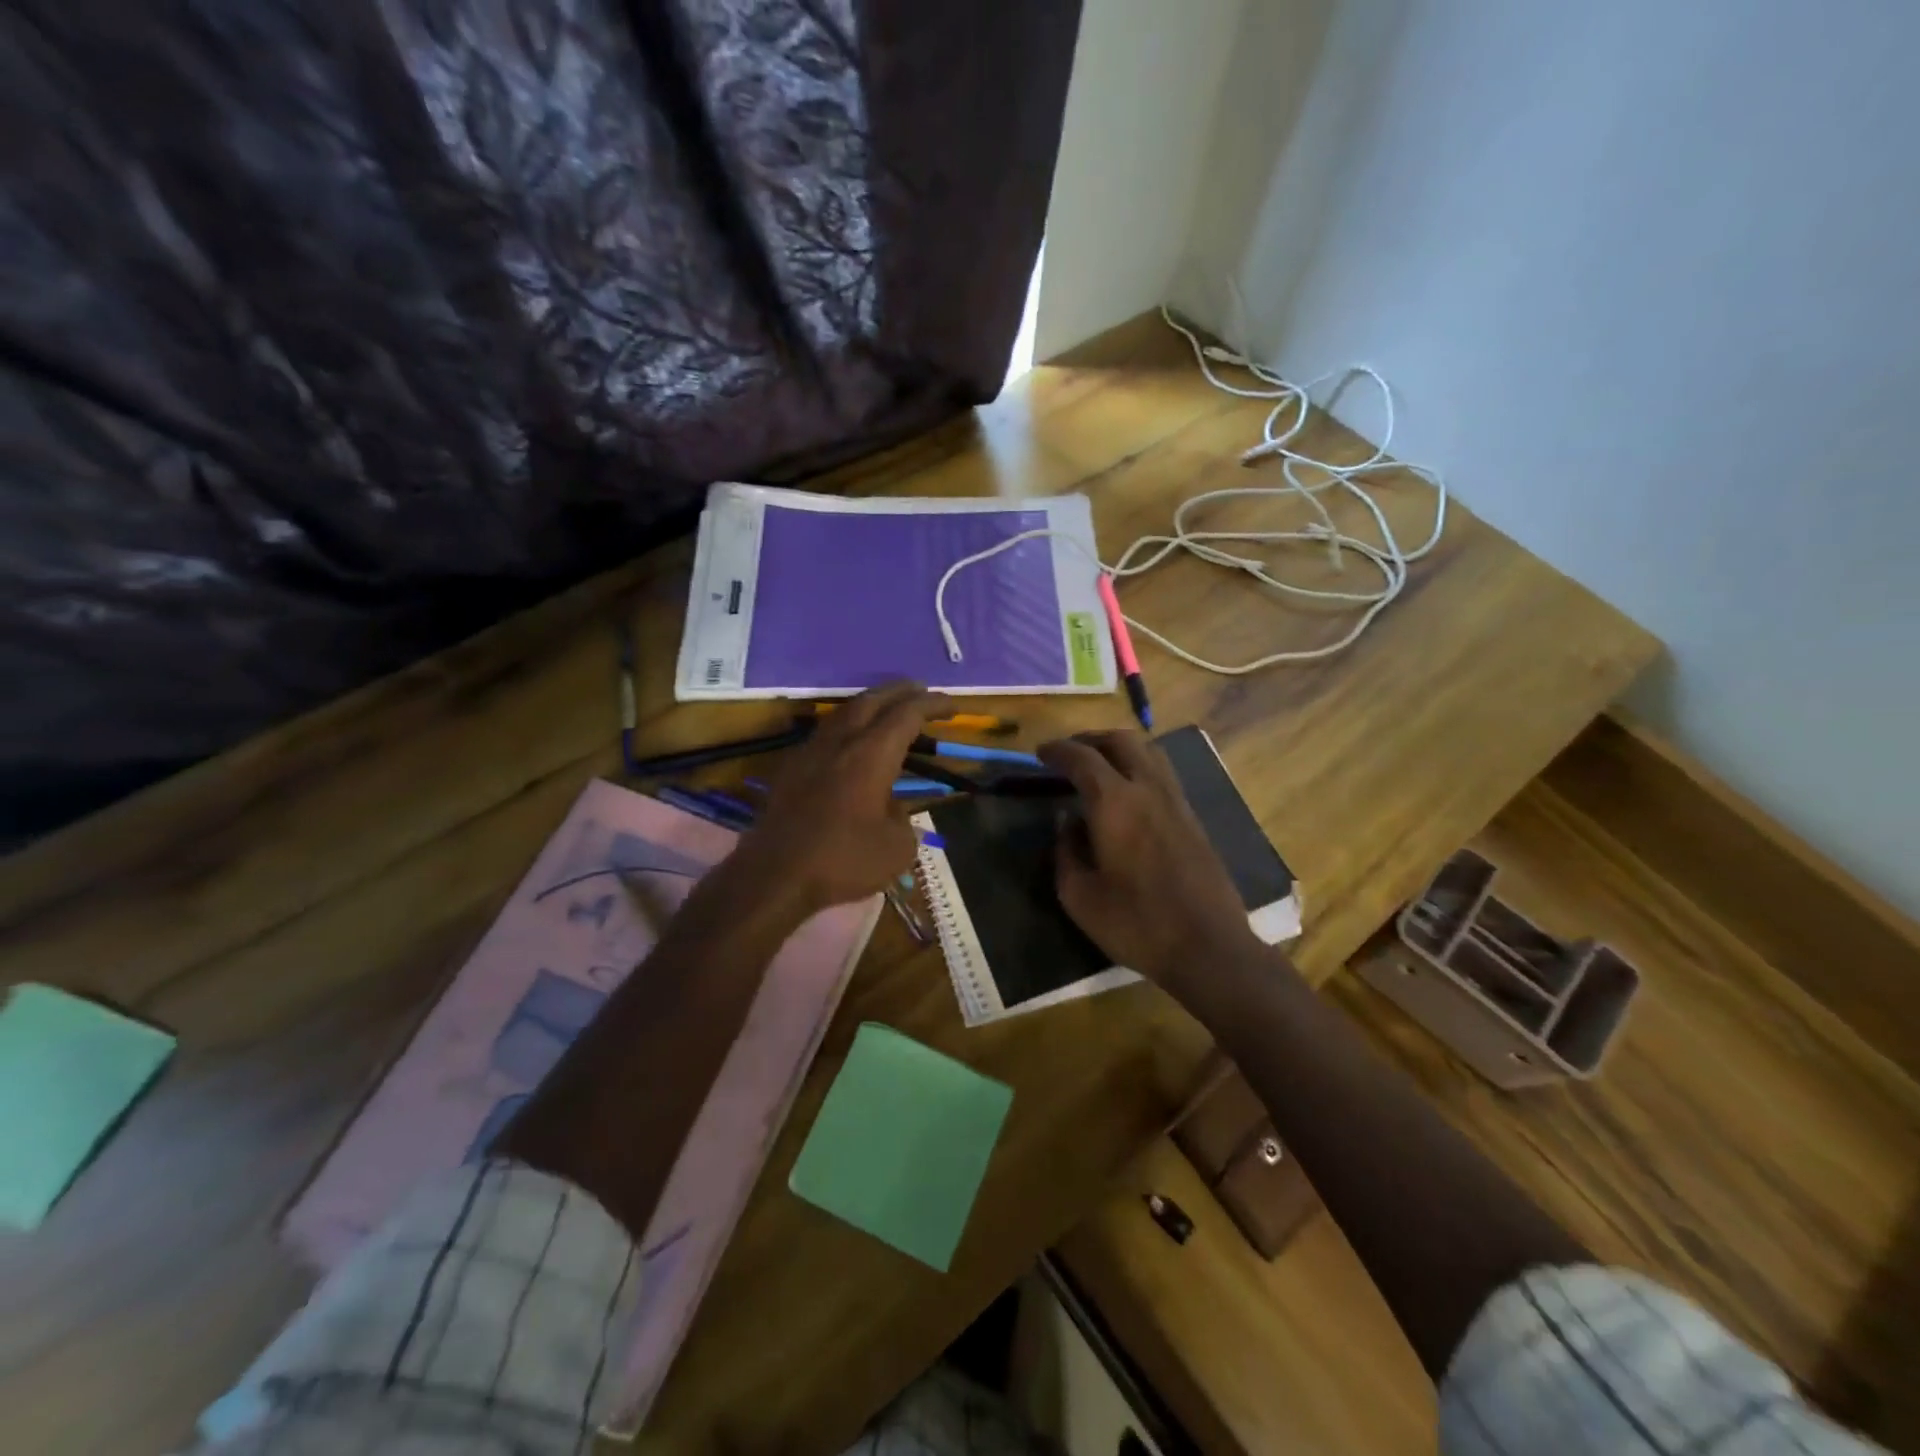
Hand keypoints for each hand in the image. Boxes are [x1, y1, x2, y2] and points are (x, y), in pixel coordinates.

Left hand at [730, 682, 953, 916]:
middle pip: (873, 700)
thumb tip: (891, 808)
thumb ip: (903, 819)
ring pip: (844, 712)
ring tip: (889, 709)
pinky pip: (826, 732)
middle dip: (901, 691)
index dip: (932, 704)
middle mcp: (841, 741)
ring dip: (871, 704)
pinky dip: (848, 725)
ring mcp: (811, 751)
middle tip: (922, 691)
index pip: (907, 714)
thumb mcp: (896, 848)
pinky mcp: (791, 768)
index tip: (952, 705)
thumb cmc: (842, 860)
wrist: (774, 875)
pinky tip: (852, 740)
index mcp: (872, 754)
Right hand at [1037, 730, 1259, 990]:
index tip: (1040, 753)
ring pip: (1148, 752)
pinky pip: (1162, 774)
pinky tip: (1128, 793)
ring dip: (1119, 749)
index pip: (1082, 757)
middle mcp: (1148, 789)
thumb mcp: (1079, 896)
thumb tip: (1067, 823)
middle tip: (1069, 753)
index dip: (1058, 750)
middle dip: (1090, 739)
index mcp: (1115, 802)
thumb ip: (1065, 851)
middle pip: (1121, 741)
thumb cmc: (1136, 923)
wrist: (1208, 947)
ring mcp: (1176, 801)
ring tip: (1098, 766)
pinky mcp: (1193, 819)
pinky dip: (1139, 767)